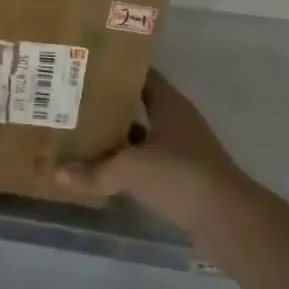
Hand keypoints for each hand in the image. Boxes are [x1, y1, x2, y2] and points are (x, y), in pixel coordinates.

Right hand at [57, 70, 251, 237]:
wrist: (230, 222)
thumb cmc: (181, 176)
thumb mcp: (131, 169)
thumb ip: (95, 171)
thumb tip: (58, 173)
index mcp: (169, 104)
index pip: (140, 74)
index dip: (114, 69)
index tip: (84, 67)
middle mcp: (177, 121)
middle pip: (138, 104)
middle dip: (109, 104)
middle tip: (73, 101)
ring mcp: (183, 151)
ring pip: (142, 136)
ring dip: (118, 137)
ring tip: (81, 134)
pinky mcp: (184, 179)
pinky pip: (148, 163)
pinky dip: (129, 165)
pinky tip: (104, 170)